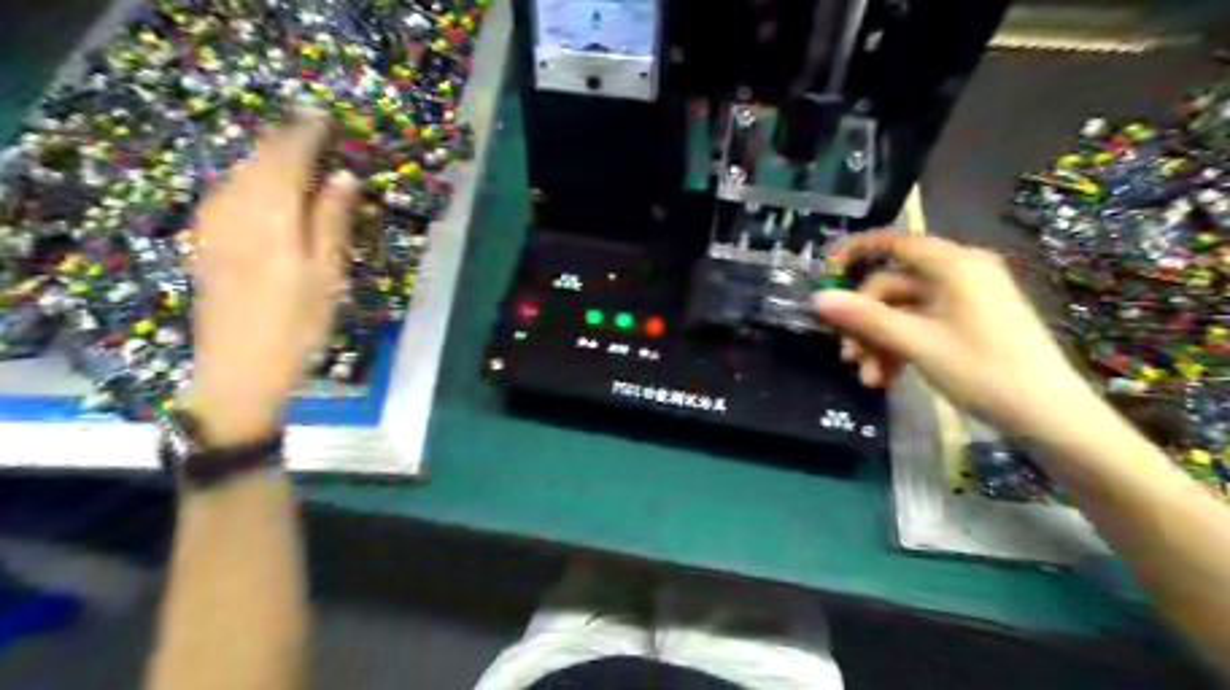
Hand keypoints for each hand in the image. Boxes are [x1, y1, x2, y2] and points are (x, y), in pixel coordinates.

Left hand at [187, 110, 358, 444]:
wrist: (240, 369)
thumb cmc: (298, 326)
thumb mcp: (327, 276)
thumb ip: (332, 221)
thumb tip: (344, 176)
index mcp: (270, 218)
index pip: (287, 159)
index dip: (307, 135)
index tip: (327, 117)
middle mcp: (234, 212)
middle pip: (257, 160)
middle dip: (285, 140)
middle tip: (314, 129)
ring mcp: (213, 226)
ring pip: (238, 173)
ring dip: (266, 157)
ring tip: (293, 151)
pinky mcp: (205, 241)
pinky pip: (226, 192)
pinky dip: (249, 178)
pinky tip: (262, 186)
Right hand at [814, 232, 1094, 436]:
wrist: (1050, 416)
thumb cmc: (984, 370)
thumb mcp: (917, 343)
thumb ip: (866, 317)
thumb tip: (818, 299)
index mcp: (955, 265)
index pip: (896, 243)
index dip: (856, 251)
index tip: (825, 270)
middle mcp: (959, 274)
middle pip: (893, 287)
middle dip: (866, 323)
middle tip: (848, 357)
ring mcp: (965, 300)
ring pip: (903, 311)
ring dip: (880, 343)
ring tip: (869, 378)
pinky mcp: (968, 323)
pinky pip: (921, 325)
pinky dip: (900, 348)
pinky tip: (888, 378)